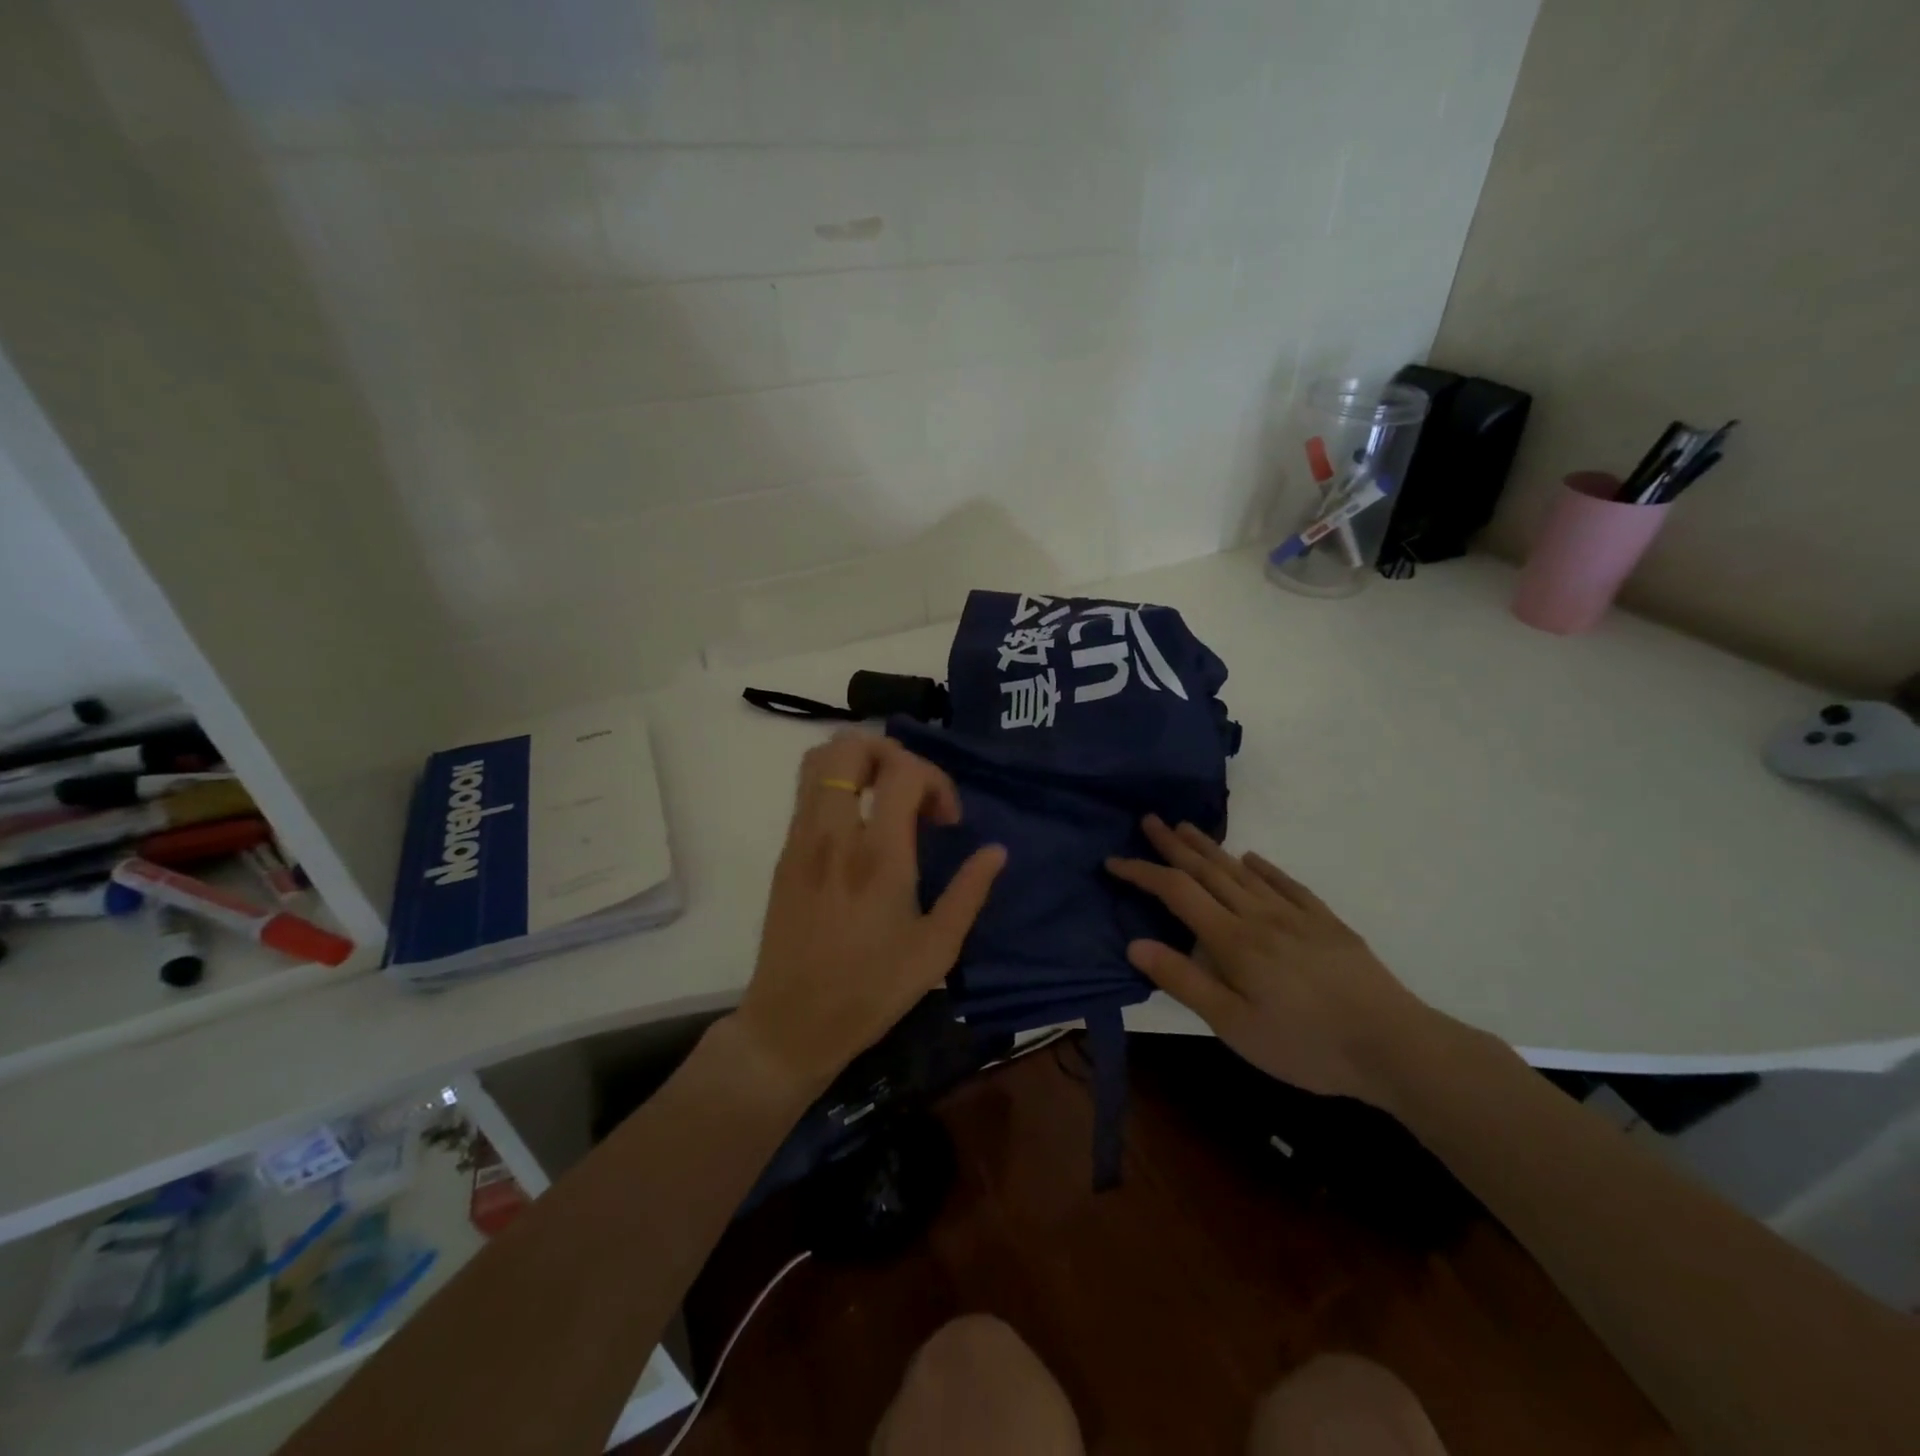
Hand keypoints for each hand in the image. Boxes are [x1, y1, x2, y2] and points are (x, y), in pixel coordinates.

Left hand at [734, 732, 1005, 1098]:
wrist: (791, 1023)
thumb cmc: (871, 990)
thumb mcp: (936, 949)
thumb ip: (969, 892)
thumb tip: (996, 851)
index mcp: (878, 855)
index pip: (903, 771)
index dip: (935, 779)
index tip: (947, 820)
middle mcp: (834, 833)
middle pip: (850, 747)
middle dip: (891, 753)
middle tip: (913, 791)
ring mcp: (801, 839)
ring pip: (819, 760)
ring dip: (858, 763)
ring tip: (886, 797)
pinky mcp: (784, 853)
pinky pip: (806, 792)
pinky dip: (837, 785)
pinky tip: (859, 825)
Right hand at [1107, 816, 1437, 1106]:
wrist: (1394, 1045)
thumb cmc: (1304, 1043)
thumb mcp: (1233, 1025)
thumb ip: (1184, 981)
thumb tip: (1134, 944)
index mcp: (1232, 939)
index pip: (1176, 892)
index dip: (1142, 872)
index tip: (1113, 860)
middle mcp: (1259, 915)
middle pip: (1208, 870)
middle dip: (1174, 845)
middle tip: (1149, 820)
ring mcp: (1296, 915)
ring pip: (1243, 871)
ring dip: (1211, 848)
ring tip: (1187, 828)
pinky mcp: (1326, 923)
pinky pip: (1287, 884)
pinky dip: (1264, 867)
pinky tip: (1253, 858)